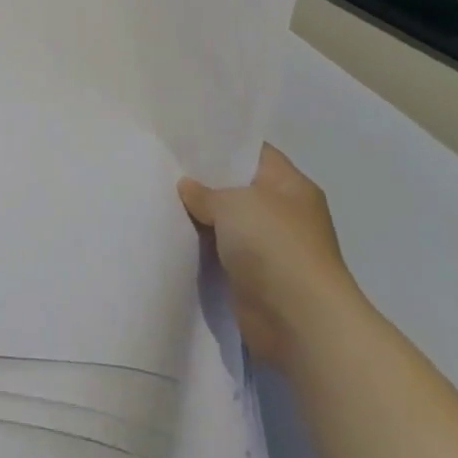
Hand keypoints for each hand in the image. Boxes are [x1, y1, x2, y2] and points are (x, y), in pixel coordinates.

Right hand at [178, 144, 364, 370]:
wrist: (299, 319)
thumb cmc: (275, 246)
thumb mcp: (234, 204)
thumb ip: (205, 192)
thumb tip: (188, 187)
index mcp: (291, 186)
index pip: (253, 152)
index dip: (221, 144)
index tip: (184, 138)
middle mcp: (284, 212)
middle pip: (237, 187)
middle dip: (203, 180)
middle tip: (162, 167)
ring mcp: (271, 246)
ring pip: (227, 221)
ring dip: (200, 216)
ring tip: (158, 197)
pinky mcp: (255, 276)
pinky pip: (222, 251)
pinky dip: (201, 246)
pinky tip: (171, 234)